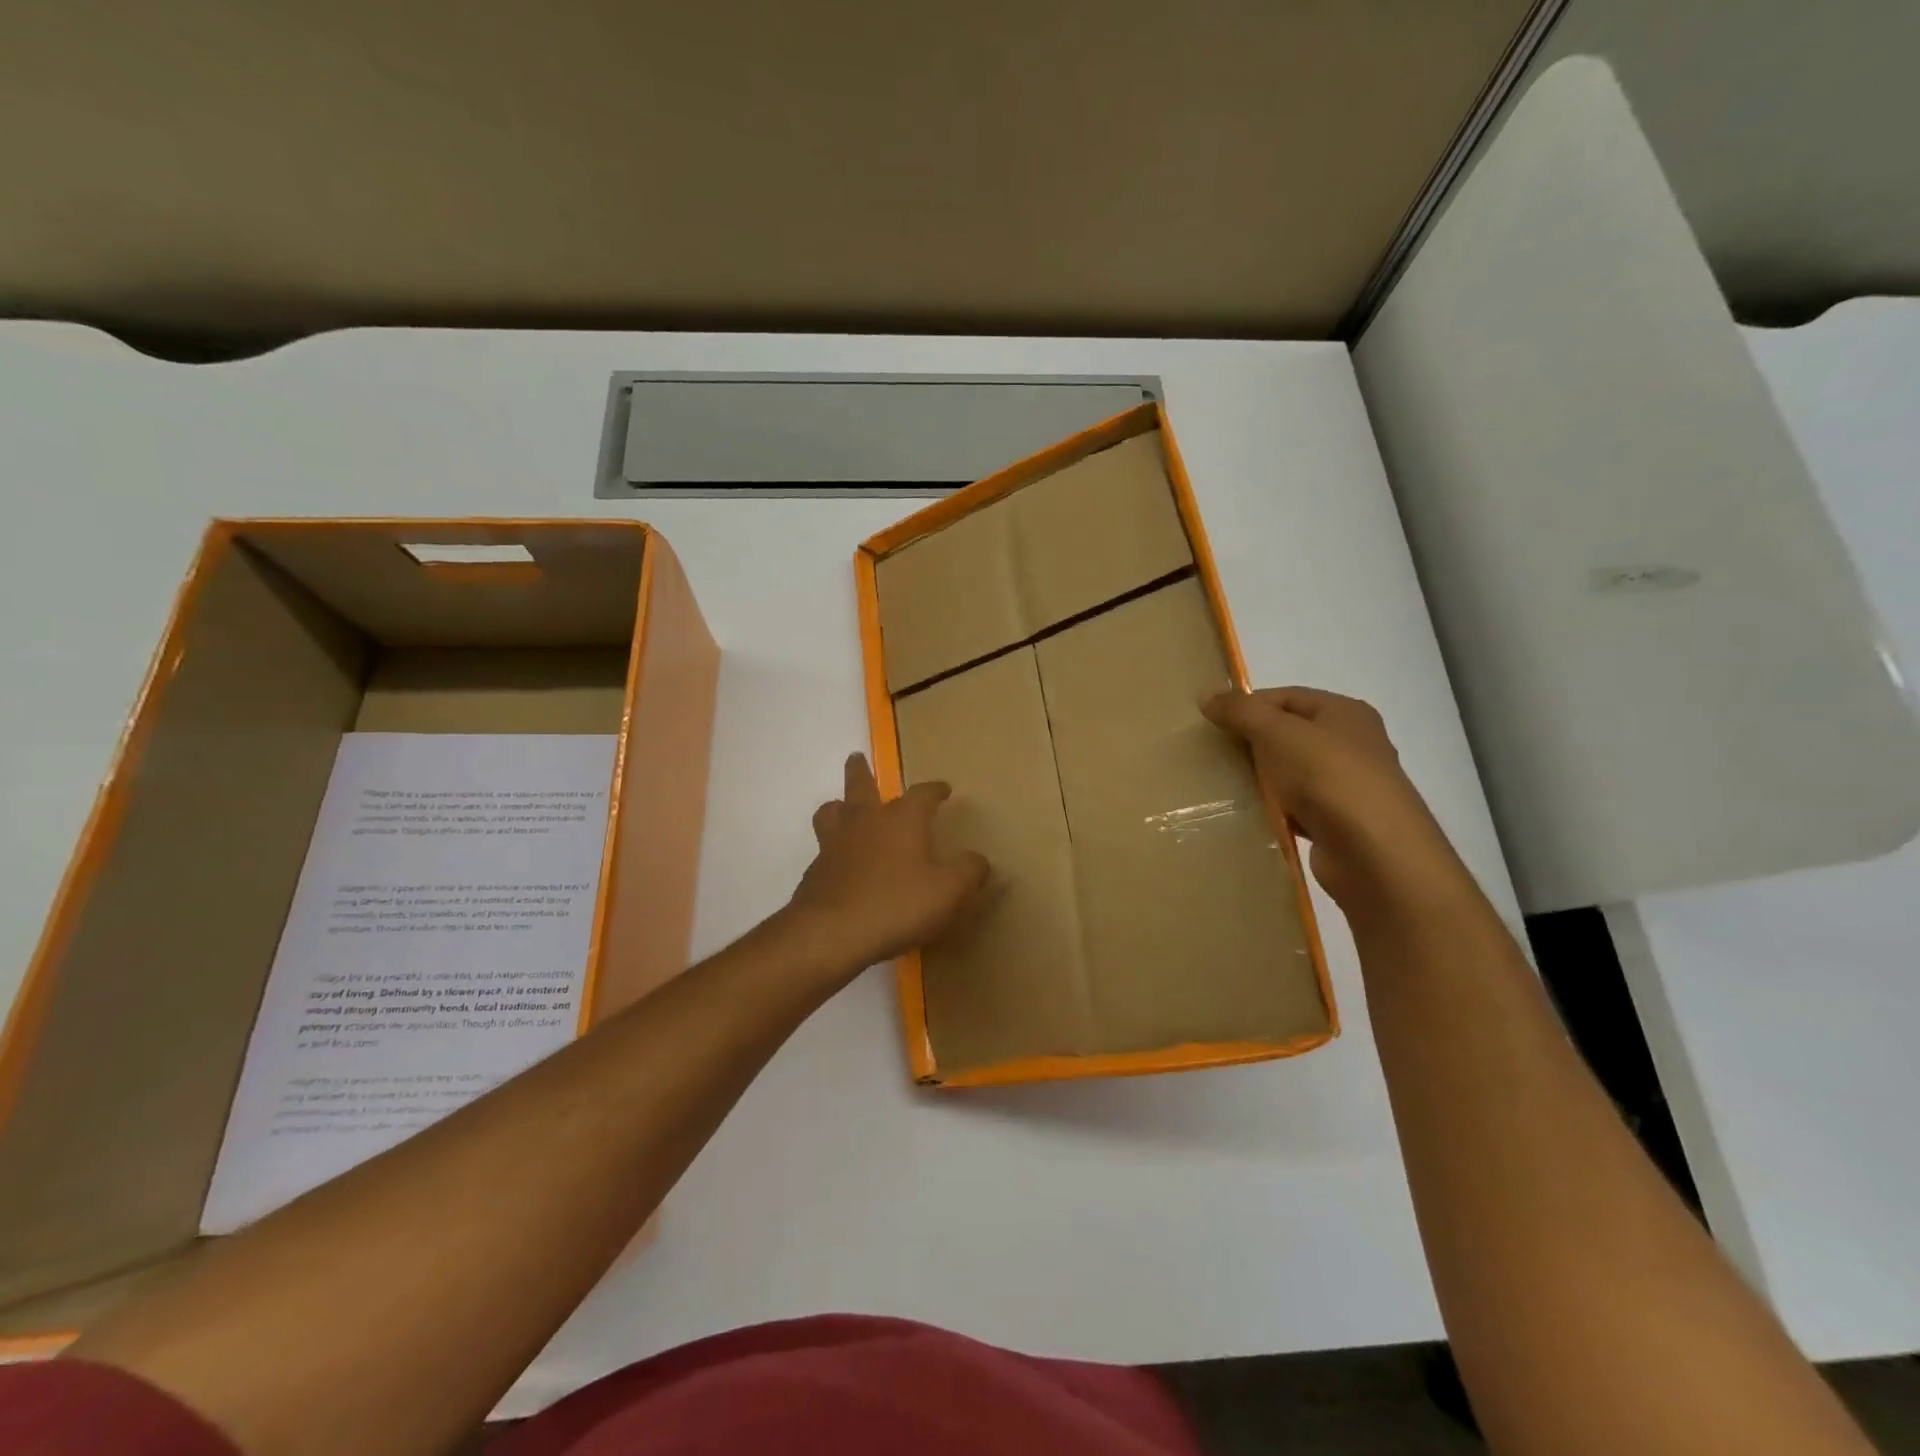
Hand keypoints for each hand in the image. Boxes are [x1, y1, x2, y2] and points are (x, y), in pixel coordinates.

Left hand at [787, 753, 990, 976]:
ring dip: (839, 805)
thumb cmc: (897, 904)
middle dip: (861, 771)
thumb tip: (980, 860)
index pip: (922, 794)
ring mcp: (835, 844)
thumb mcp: (948, 891)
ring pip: (832, 811)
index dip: (935, 790)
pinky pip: (824, 849)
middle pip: (860, 785)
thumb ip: (969, 872)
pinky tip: (840, 863)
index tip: (944, 789)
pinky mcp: (816, 871)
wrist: (832, 933)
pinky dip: (833, 848)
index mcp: (902, 819)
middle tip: (857, 758)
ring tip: (842, 807)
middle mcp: (866, 822)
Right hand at [1202, 687, 1468, 908]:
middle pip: (1288, 734)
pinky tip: (1249, 815)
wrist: (1374, 853)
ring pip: (1290, 773)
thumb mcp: (1277, 733)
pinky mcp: (1338, 823)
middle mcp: (1352, 744)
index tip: (1210, 723)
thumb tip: (1206, 695)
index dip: (1247, 705)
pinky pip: (1295, 808)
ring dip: (1260, 779)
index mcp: (1344, 713)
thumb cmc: (1327, 777)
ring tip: (1223, 785)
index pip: (1285, 697)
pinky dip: (1273, 810)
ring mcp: (1346, 786)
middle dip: (1250, 743)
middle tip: (1212, 754)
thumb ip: (1240, 711)